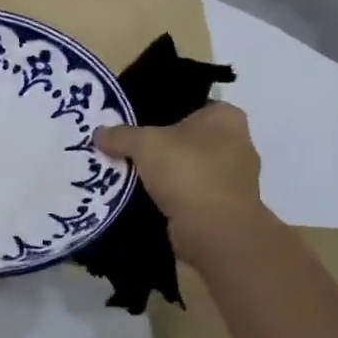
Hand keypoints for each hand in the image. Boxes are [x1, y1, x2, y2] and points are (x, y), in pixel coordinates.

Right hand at [95, 103, 270, 265]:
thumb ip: (121, 135)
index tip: (134, 122)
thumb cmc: (188, 172)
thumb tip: (99, 134)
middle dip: (162, 146)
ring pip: (190, 168)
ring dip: (167, 175)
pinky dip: (173, 197)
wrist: (214, 231)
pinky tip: (146, 200)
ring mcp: (234, 179)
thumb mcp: (145, 144)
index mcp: (226, 117)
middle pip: (188, 139)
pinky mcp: (225, 208)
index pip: (191, 105)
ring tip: (131, 175)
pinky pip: (191, 194)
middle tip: (127, 149)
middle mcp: (237, 144)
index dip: (162, 110)